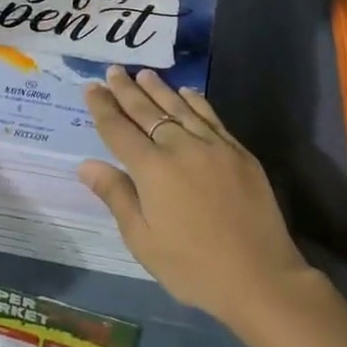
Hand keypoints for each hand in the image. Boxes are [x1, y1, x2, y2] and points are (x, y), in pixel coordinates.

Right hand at [79, 65, 309, 328]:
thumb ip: (116, 196)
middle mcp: (180, 146)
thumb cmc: (193, 266)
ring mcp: (212, 145)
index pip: (119, 129)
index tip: (91, 87)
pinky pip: (211, 117)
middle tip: (113, 70)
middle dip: (126, 90)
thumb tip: (86, 164)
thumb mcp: (143, 241)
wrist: (260, 276)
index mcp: (152, 169)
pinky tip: (187, 92)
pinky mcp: (238, 151)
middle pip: (147, 111)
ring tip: (143, 73)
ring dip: (159, 89)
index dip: (103, 107)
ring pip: (179, 107)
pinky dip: (196, 101)